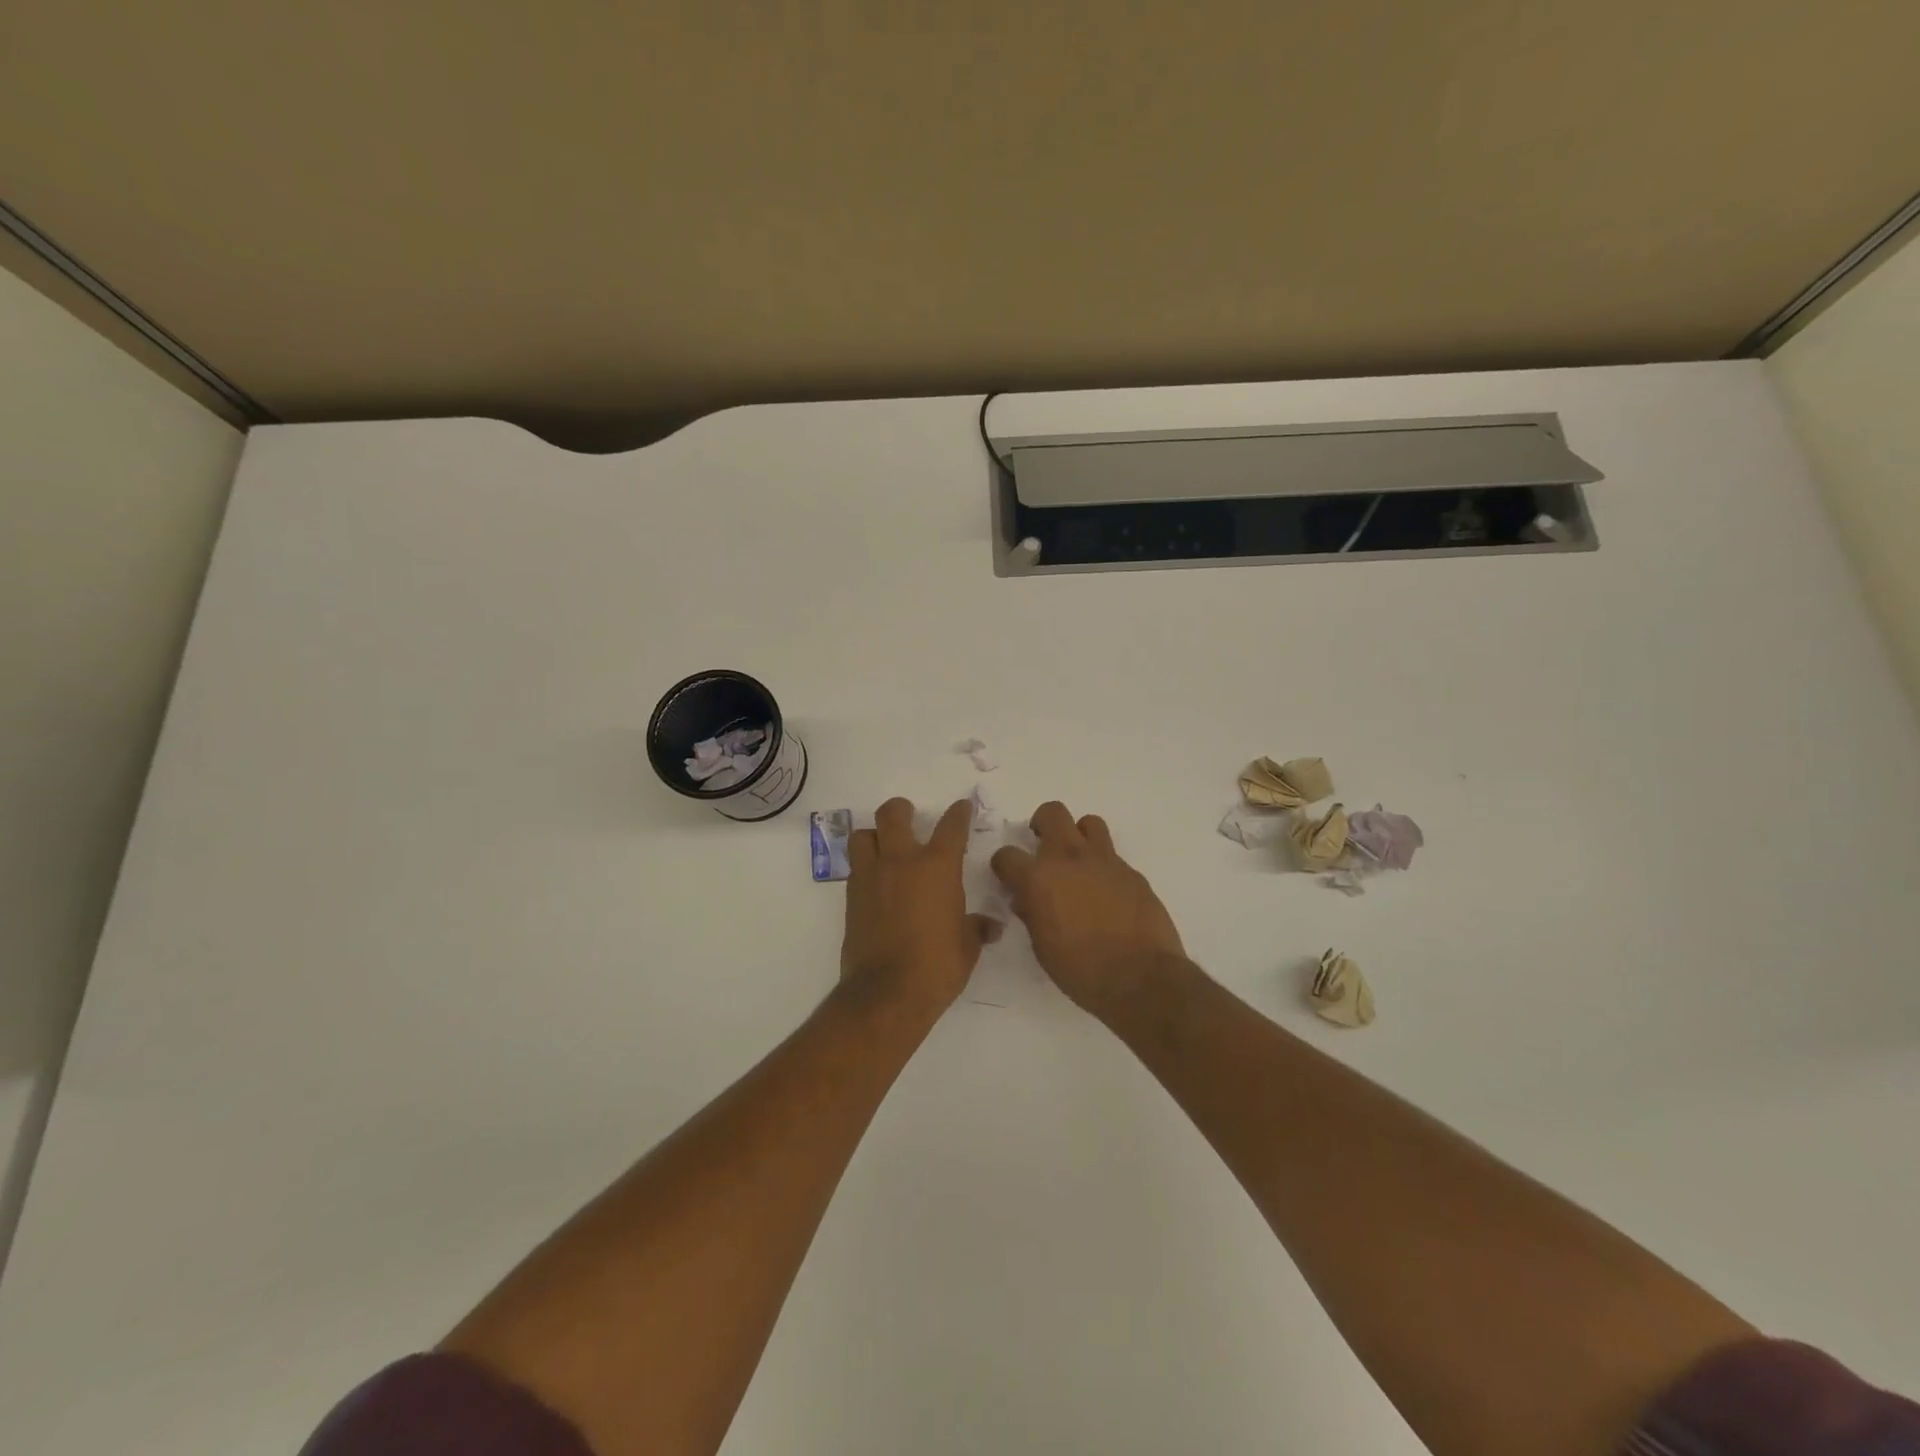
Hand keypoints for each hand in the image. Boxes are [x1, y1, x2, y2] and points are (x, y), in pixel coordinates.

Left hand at [840, 798, 1001, 1017]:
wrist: (887, 993)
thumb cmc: (937, 966)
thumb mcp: (967, 947)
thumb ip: (976, 928)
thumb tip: (990, 926)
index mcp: (937, 867)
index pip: (951, 827)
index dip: (959, 813)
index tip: (962, 808)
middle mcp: (901, 861)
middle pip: (893, 814)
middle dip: (902, 810)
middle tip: (909, 816)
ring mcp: (871, 876)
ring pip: (864, 835)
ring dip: (875, 835)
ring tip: (885, 847)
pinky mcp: (851, 896)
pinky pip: (855, 867)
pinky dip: (865, 866)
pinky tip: (877, 883)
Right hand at [990, 802, 1185, 1016]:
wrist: (1141, 978)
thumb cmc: (1081, 970)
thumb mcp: (1042, 947)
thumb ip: (1031, 914)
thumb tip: (1026, 900)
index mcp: (1038, 879)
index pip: (1007, 855)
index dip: (1004, 865)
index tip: (1008, 877)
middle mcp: (1069, 858)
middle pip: (1052, 813)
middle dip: (1042, 824)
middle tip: (1042, 847)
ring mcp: (1104, 861)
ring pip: (1088, 823)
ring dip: (1078, 836)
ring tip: (1078, 862)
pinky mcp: (1131, 871)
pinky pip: (1112, 855)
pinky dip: (1103, 866)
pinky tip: (1106, 892)